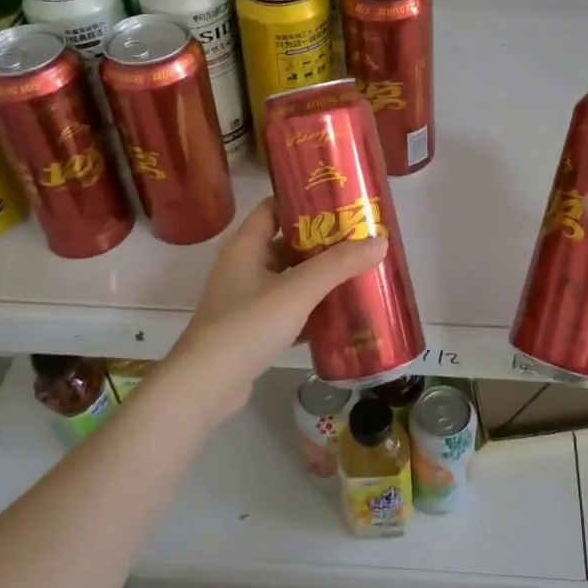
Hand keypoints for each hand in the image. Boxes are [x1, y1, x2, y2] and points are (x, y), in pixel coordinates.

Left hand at [167, 197, 387, 412]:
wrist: (206, 386)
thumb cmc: (248, 325)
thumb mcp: (298, 290)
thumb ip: (339, 265)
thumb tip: (381, 241)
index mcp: (246, 246)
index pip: (274, 207)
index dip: (304, 201)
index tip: (340, 202)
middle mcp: (244, 267)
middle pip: (287, 244)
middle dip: (322, 243)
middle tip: (360, 240)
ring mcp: (246, 300)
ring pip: (290, 279)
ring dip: (319, 278)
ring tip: (358, 273)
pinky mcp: (252, 330)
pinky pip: (288, 310)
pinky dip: (311, 309)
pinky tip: (340, 314)